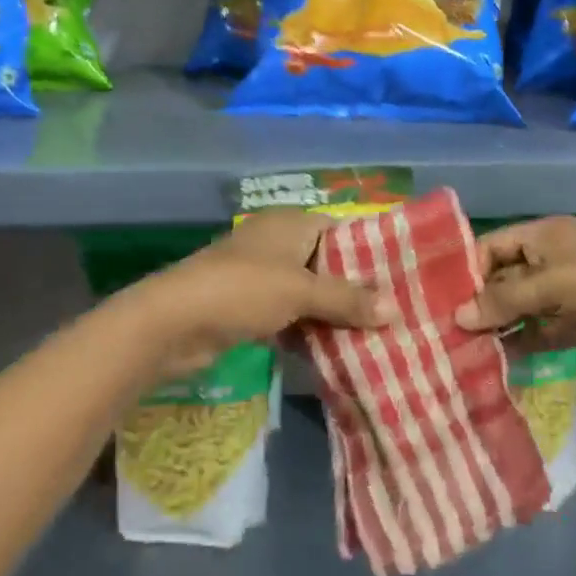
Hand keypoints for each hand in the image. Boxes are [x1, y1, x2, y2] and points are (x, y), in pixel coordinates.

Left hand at [130, 211, 391, 378]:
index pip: (342, 230)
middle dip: (356, 290)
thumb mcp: (301, 291)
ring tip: (377, 336)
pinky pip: (292, 316)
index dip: (371, 252)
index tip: (402, 278)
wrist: (173, 323)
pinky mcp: (251, 309)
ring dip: (335, 315)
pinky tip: (338, 352)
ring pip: (311, 294)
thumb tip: (395, 310)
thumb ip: (347, 299)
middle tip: (396, 314)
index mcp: (291, 224)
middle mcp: (278, 244)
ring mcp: (263, 277)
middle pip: (328, 264)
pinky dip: (311, 331)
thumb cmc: (242, 290)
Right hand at [453, 216, 575, 361]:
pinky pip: (541, 330)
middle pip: (504, 278)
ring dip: (498, 325)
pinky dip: (522, 342)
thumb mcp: (552, 284)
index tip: (440, 298)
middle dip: (479, 302)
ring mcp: (566, 292)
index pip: (493, 245)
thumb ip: (504, 300)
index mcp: (545, 235)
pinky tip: (498, 359)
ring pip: (521, 307)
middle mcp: (551, 259)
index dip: (467, 268)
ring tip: (464, 349)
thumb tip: (458, 316)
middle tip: (446, 329)